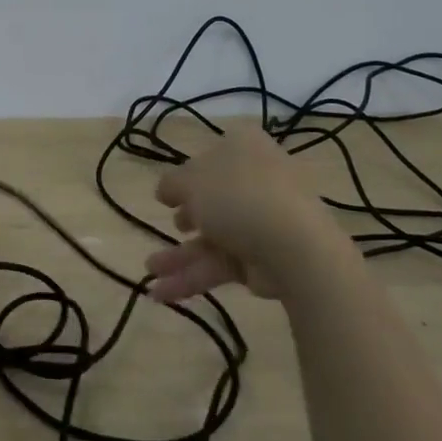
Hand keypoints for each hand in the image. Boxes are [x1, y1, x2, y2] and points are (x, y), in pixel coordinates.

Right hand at [146, 124, 344, 302]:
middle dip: (187, 217)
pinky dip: (192, 277)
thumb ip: (172, 184)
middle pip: (214, 198)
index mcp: (243, 148)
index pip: (212, 155)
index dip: (189, 172)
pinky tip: (161, 292)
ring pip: (213, 236)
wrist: (292, 245)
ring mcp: (262, 221)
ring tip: (150, 270)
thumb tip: (166, 191)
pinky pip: (221, 264)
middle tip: (174, 224)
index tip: (170, 191)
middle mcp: (256, 180)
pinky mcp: (262, 258)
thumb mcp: (190, 181)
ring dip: (179, 255)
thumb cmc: (236, 196)